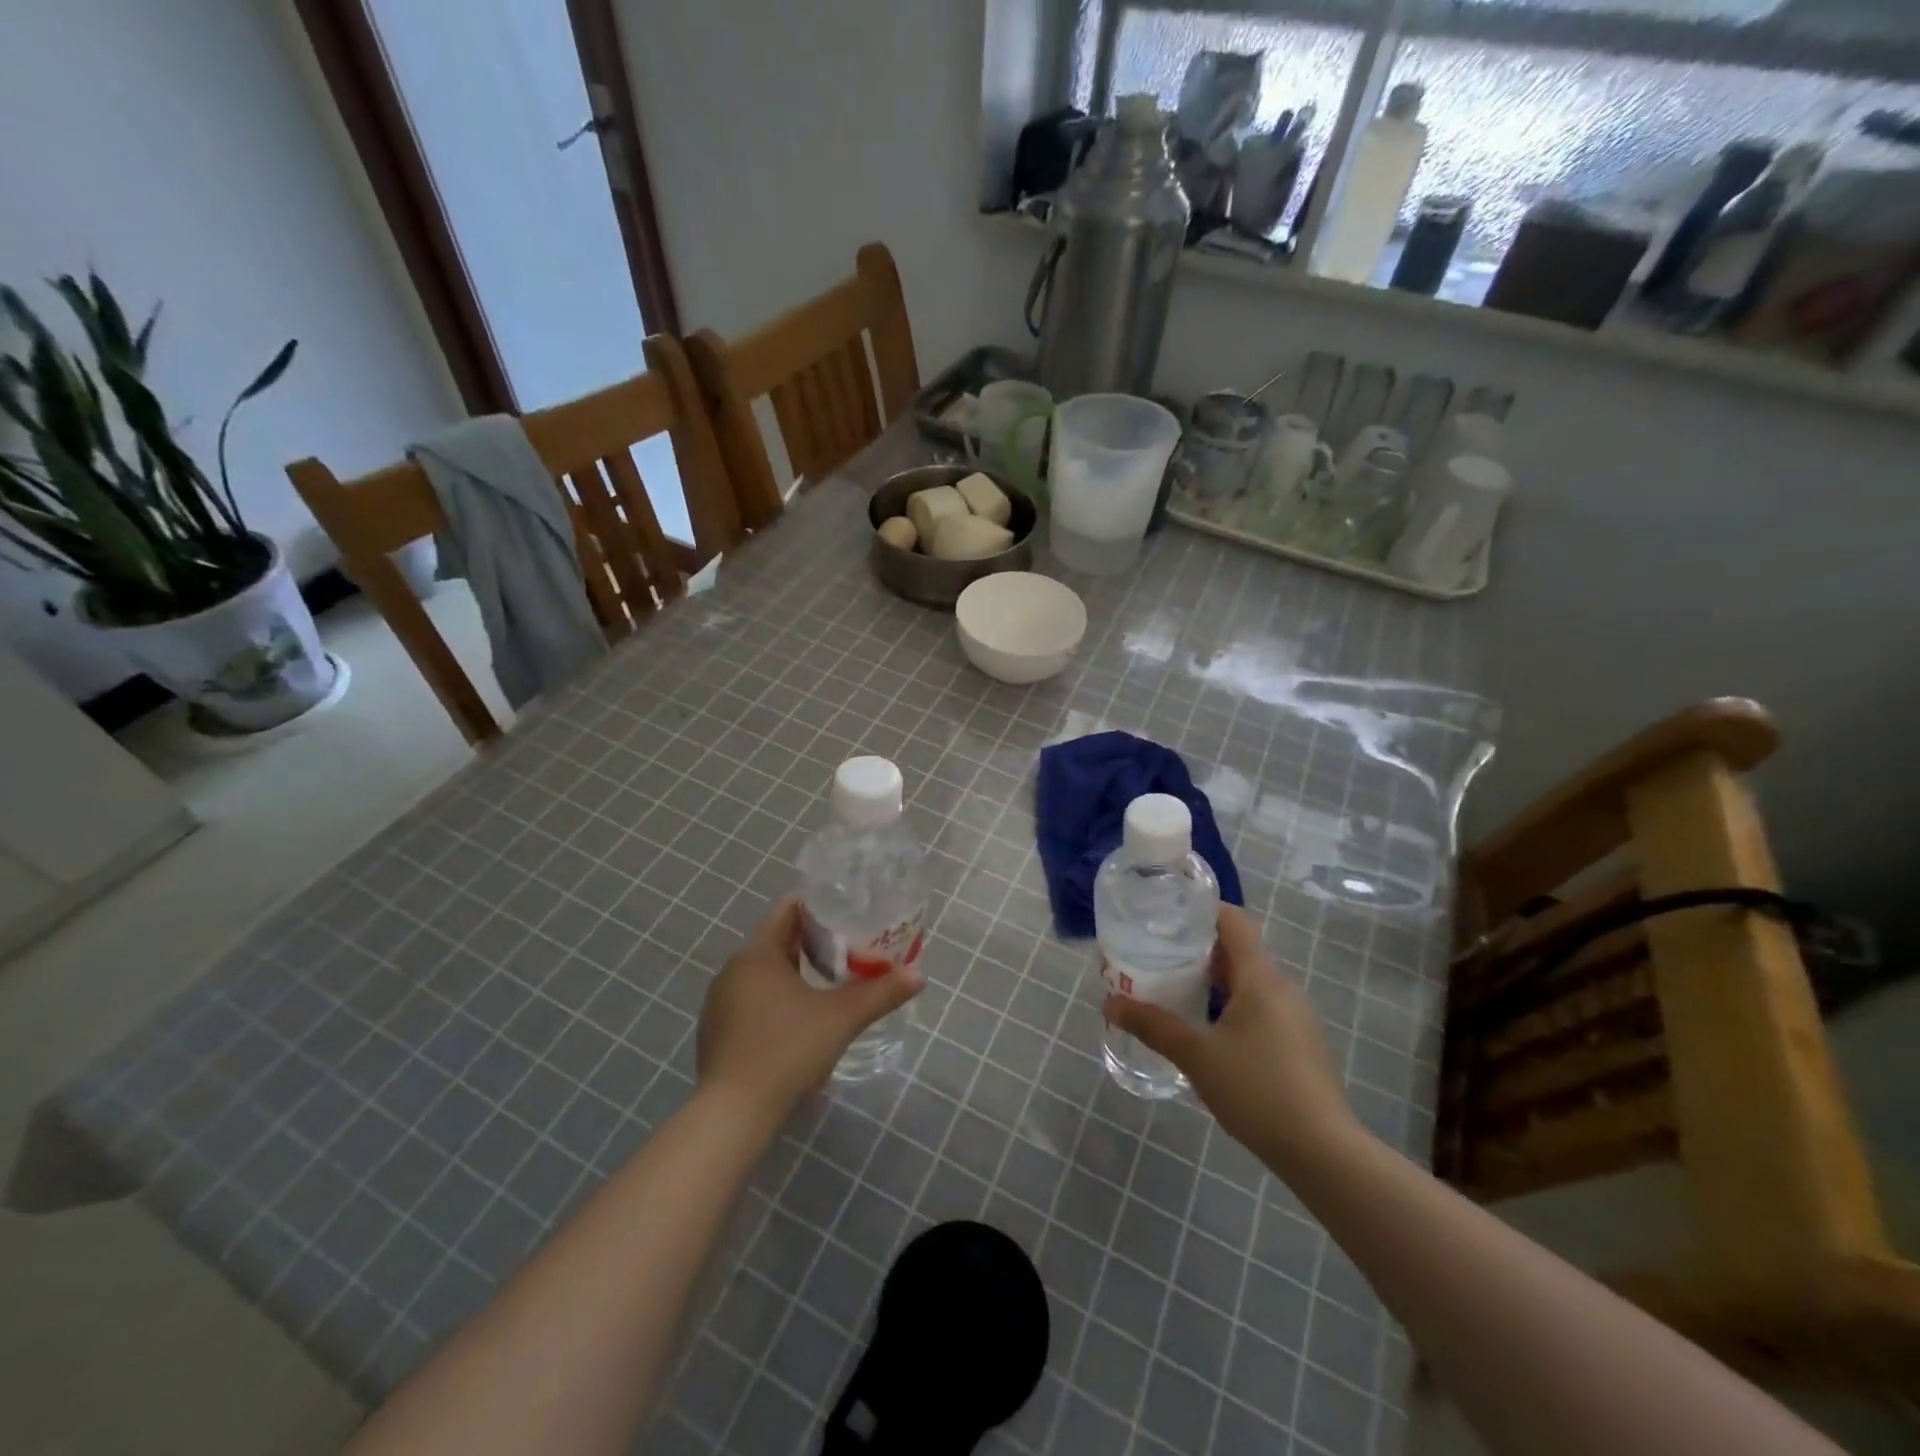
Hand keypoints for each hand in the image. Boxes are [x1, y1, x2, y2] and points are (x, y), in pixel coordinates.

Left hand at [697, 897, 923, 1119]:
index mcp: (757, 954)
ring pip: (765, 973)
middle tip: (851, 944)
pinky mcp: (718, 1033)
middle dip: (814, 941)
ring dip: (796, 971)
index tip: (848, 908)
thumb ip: (881, 993)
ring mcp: (721, 1003)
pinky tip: (802, 1018)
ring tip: (833, 979)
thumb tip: (919, 975)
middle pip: (778, 941)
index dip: (819, 906)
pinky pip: (753, 1000)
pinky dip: (779, 998)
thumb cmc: (786, 1051)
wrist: (732, 1116)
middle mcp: (733, 970)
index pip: (787, 911)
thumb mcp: (841, 1019)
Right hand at [1104, 904, 1360, 1171]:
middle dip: (1199, 951)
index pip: (1233, 921)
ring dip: (1215, 982)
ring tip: (1176, 993)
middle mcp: (1283, 987)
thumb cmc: (1257, 1090)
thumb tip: (1110, 1003)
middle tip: (1158, 957)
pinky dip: (1232, 1006)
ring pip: (1250, 982)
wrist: (1323, 1152)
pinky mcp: (1300, 1043)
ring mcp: (1296, 1017)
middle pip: (1239, 951)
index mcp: (1260, 977)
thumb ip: (1153, 1026)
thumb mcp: (1196, 1056)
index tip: (1168, 916)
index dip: (1202, 911)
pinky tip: (1208, 1033)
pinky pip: (1261, 1007)